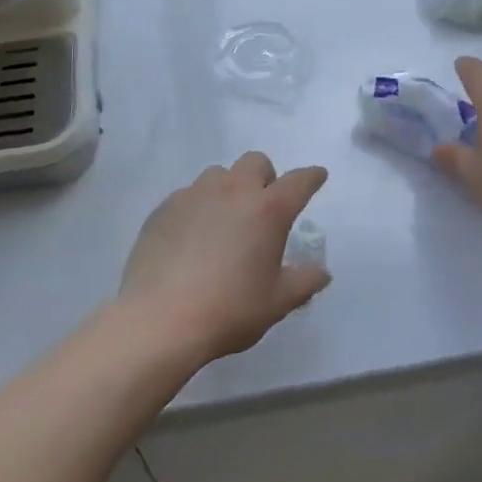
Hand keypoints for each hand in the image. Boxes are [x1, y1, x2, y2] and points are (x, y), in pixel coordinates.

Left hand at [119, 153, 330, 364]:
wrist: (159, 320)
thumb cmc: (229, 310)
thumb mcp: (277, 303)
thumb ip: (304, 282)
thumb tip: (321, 272)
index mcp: (268, 209)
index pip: (299, 181)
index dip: (311, 177)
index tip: (317, 177)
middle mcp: (234, 191)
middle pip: (256, 162)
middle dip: (265, 177)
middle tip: (263, 207)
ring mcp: (195, 195)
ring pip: (219, 174)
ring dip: (229, 188)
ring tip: (224, 220)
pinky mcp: (164, 207)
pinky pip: (188, 194)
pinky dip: (198, 206)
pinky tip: (191, 236)